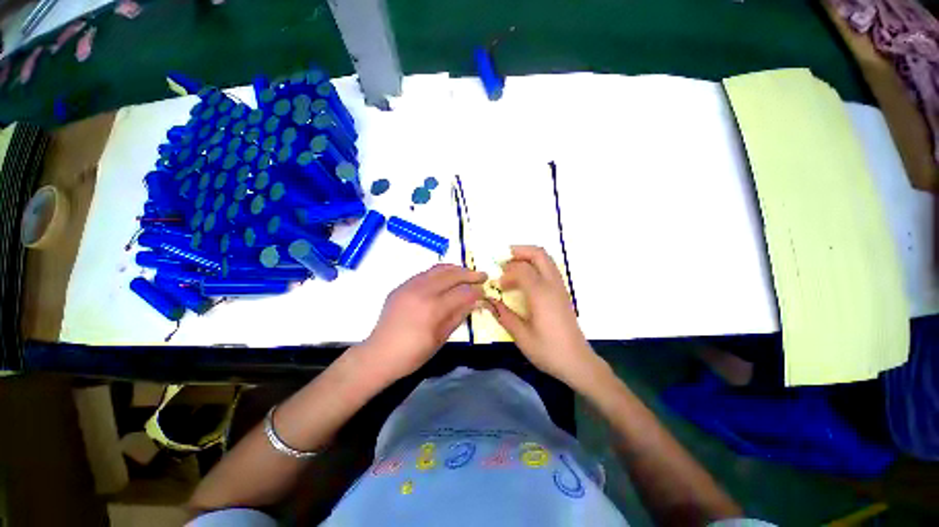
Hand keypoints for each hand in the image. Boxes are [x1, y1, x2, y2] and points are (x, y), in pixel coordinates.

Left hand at [362, 264, 486, 382]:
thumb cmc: (413, 353)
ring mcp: (410, 286)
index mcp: (433, 308)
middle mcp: (422, 291)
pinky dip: (440, 272)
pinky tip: (446, 277)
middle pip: (452, 275)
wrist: (379, 354)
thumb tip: (474, 301)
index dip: (477, 291)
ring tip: (467, 272)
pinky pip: (425, 273)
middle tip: (482, 275)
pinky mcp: (402, 285)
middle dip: (470, 274)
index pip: (462, 292)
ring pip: (438, 269)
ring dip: (456, 269)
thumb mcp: (441, 338)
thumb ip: (459, 315)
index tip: (485, 292)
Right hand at [486, 246, 601, 386]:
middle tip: (502, 260)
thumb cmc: (548, 350)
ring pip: (546, 259)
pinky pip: (549, 269)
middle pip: (538, 254)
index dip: (505, 273)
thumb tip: (487, 301)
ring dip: (527, 257)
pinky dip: (535, 266)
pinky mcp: (562, 292)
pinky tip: (524, 280)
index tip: (497, 286)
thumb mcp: (521, 335)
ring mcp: (560, 287)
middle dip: (518, 252)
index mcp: (541, 293)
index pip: (521, 269)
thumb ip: (503, 315)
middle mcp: (552, 285)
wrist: (577, 362)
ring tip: (511, 267)